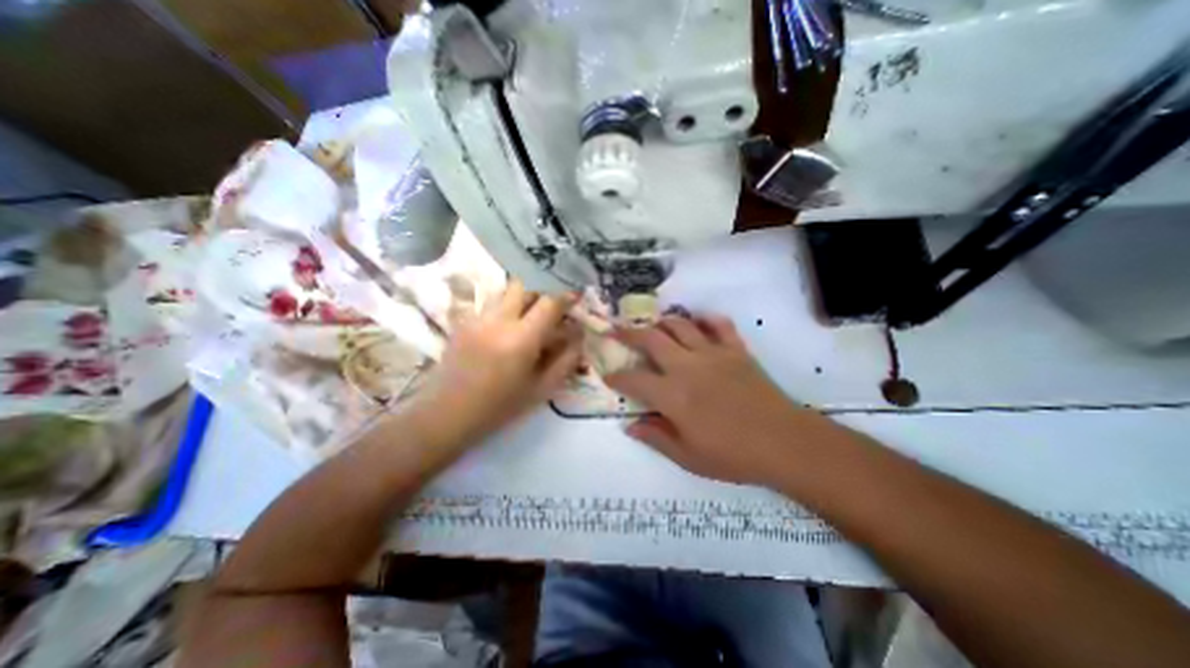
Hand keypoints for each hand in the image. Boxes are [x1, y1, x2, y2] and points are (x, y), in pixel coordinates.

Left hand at [415, 278, 585, 439]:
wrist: (447, 415)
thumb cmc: (500, 407)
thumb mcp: (542, 389)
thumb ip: (566, 360)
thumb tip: (579, 335)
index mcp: (521, 339)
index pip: (549, 303)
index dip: (566, 297)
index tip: (575, 298)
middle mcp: (498, 321)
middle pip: (525, 287)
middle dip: (542, 294)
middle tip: (550, 311)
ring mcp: (477, 319)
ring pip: (505, 293)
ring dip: (522, 300)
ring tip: (528, 320)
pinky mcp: (463, 323)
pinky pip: (491, 305)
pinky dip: (505, 310)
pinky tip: (505, 331)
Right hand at [608, 312, 823, 484]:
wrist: (784, 443)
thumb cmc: (732, 455)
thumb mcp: (688, 457)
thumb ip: (656, 438)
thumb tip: (630, 426)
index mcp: (672, 395)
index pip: (633, 379)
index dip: (616, 377)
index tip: (608, 375)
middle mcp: (687, 366)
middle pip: (651, 338)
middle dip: (629, 333)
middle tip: (618, 331)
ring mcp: (713, 353)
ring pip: (680, 325)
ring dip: (662, 322)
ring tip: (654, 326)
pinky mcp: (736, 350)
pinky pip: (719, 325)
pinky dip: (706, 320)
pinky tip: (698, 323)